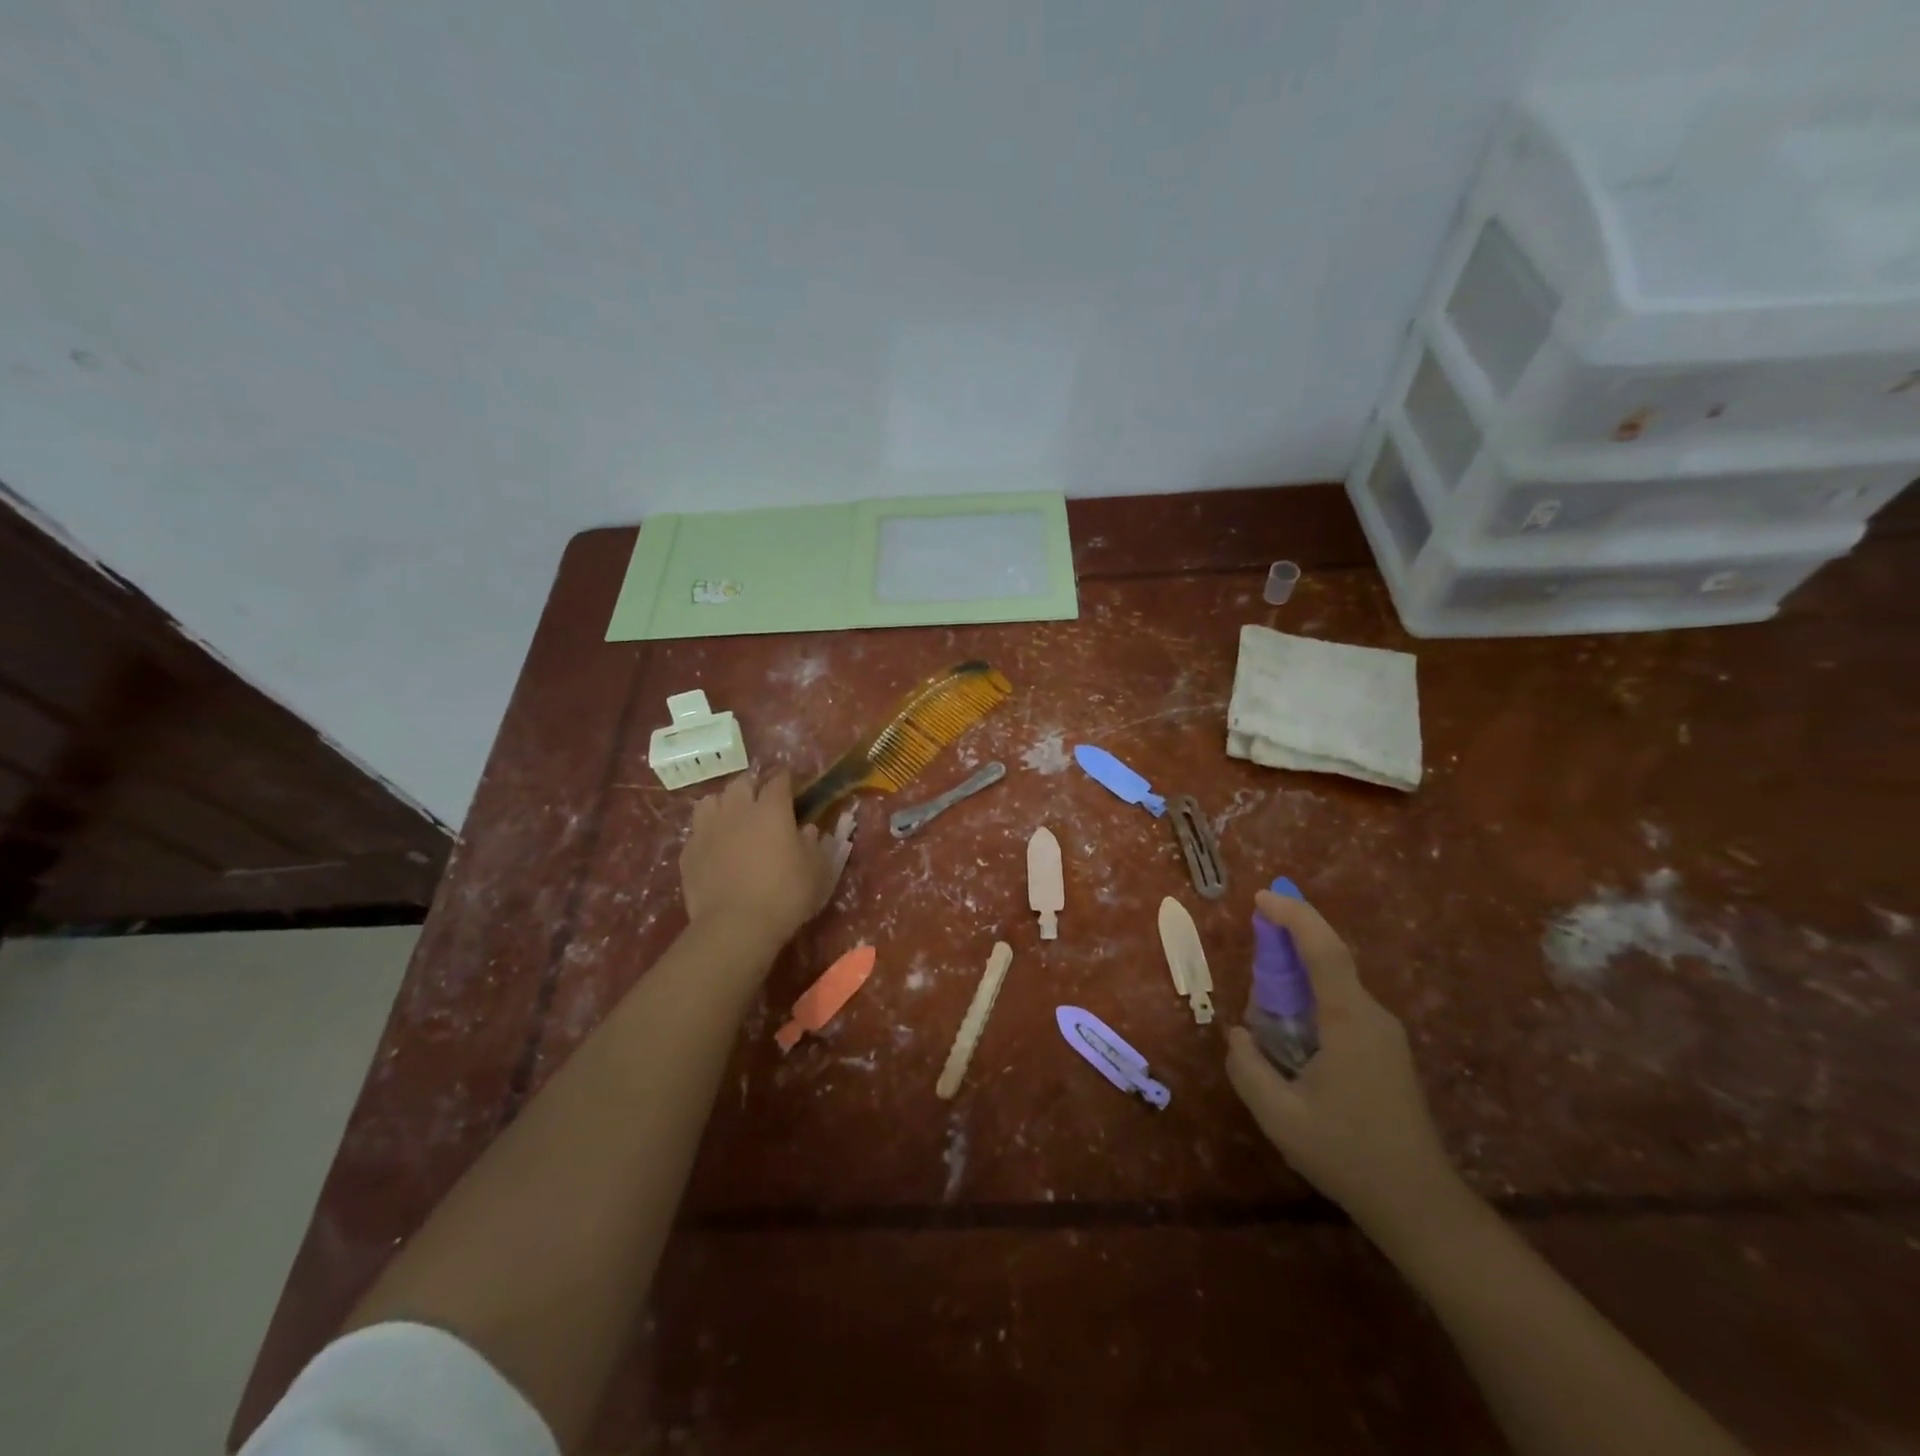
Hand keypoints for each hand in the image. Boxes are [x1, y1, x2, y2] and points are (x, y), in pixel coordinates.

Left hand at [680, 770, 852, 950]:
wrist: (735, 926)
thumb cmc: (785, 894)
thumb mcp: (816, 870)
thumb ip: (813, 843)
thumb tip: (807, 829)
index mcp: (772, 809)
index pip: (779, 780)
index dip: (786, 780)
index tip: (791, 785)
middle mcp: (737, 810)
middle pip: (742, 783)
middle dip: (753, 786)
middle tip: (761, 801)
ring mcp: (708, 828)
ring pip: (712, 800)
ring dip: (724, 803)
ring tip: (732, 817)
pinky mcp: (689, 851)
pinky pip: (697, 830)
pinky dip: (707, 831)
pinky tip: (715, 846)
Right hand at [1225, 889, 1457, 1235]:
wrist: (1419, 1205)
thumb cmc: (1348, 1154)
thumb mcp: (1279, 1116)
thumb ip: (1247, 1067)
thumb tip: (1237, 1034)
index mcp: (1349, 1021)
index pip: (1324, 951)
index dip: (1295, 917)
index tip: (1262, 898)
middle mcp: (1372, 1017)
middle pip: (1330, 962)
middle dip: (1290, 944)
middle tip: (1254, 950)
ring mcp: (1384, 1035)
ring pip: (1335, 986)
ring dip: (1299, 978)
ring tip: (1264, 1002)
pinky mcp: (1386, 1053)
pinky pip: (1343, 1008)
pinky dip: (1312, 1000)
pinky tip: (1291, 1033)